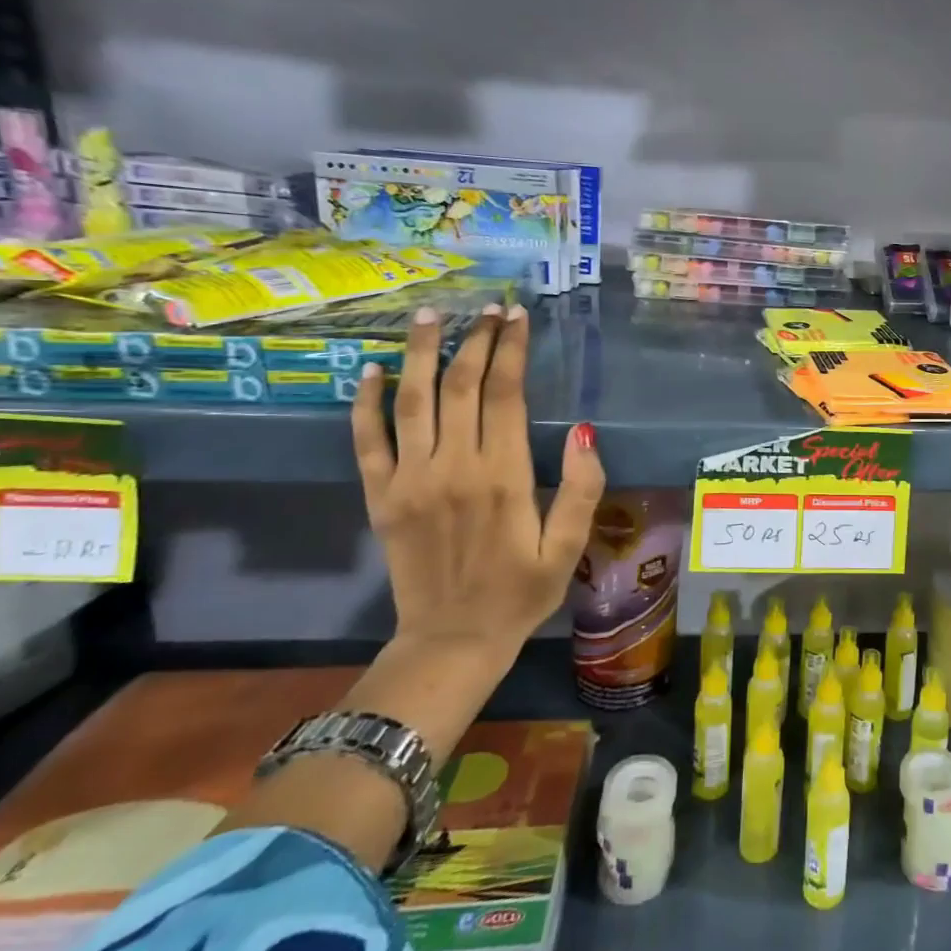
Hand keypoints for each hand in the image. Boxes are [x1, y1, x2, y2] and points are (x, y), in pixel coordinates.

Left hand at [350, 303, 604, 651]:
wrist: (451, 642)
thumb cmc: (520, 593)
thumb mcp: (568, 548)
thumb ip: (581, 489)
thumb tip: (584, 432)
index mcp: (503, 478)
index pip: (505, 395)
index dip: (511, 350)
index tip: (517, 317)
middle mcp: (453, 468)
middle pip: (460, 387)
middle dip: (475, 340)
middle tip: (487, 308)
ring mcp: (410, 481)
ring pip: (413, 402)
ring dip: (421, 354)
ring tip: (430, 316)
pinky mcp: (381, 497)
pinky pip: (367, 441)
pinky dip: (366, 404)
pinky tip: (371, 371)